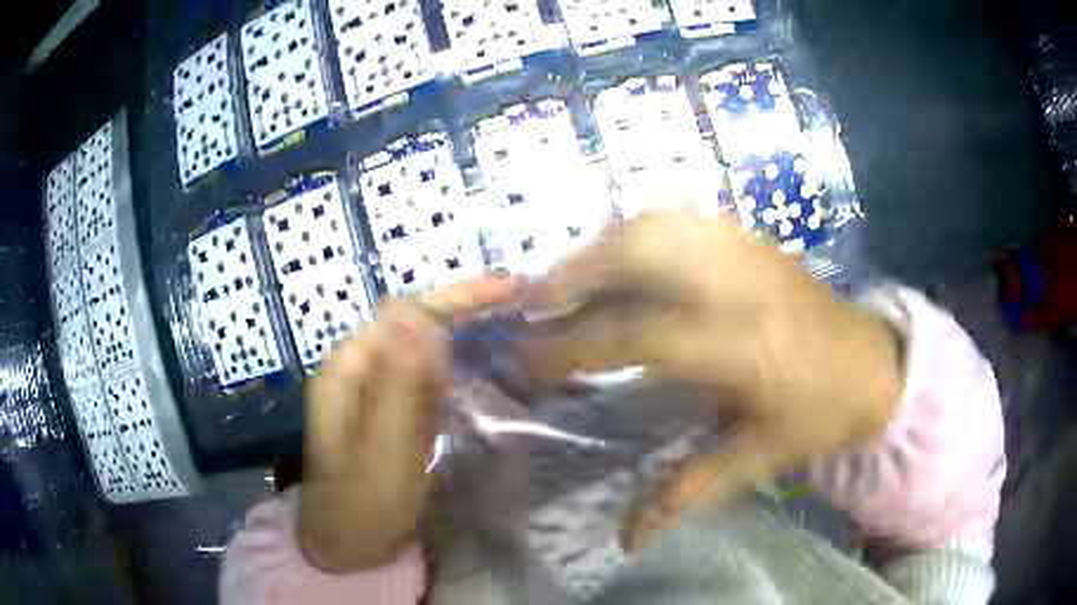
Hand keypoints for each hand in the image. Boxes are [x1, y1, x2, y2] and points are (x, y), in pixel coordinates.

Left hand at [298, 277, 518, 571]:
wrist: (346, 546)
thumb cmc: (361, 504)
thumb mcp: (382, 449)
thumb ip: (398, 382)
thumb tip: (415, 310)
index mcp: (349, 367)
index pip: (408, 311)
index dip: (460, 296)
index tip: (513, 291)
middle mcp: (360, 368)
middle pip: (417, 322)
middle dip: (468, 307)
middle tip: (524, 299)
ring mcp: (376, 389)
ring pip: (425, 346)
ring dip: (467, 330)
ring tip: (516, 322)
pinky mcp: (393, 411)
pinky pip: (428, 375)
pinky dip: (460, 363)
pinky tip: (488, 365)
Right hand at [517, 213, 904, 547]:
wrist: (873, 365)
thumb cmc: (818, 416)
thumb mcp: (759, 458)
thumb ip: (687, 491)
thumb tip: (627, 539)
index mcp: (742, 345)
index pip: (638, 334)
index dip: (575, 345)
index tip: (529, 358)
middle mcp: (738, 284)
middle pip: (640, 253)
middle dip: (577, 273)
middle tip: (534, 303)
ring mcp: (746, 250)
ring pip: (657, 226)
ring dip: (601, 247)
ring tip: (569, 279)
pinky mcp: (751, 238)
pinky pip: (680, 220)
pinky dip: (636, 233)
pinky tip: (622, 258)